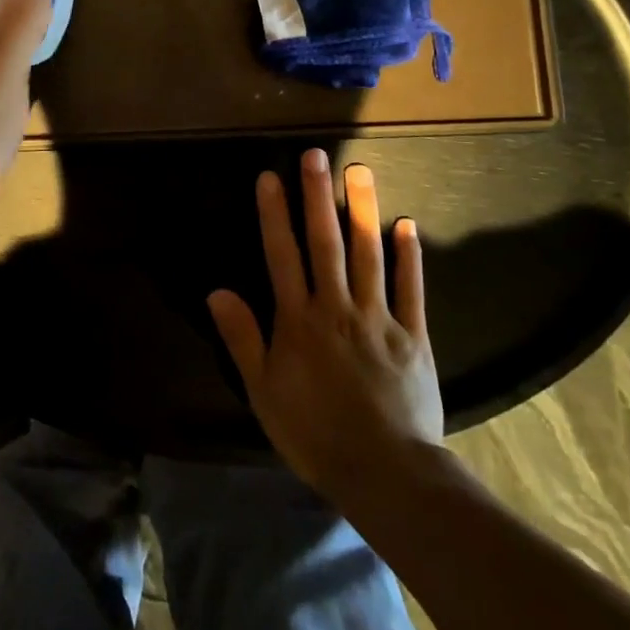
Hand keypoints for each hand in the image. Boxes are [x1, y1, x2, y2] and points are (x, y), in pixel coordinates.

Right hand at [208, 149, 445, 505]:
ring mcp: (378, 318)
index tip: (270, 176)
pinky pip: (411, 289)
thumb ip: (243, 338)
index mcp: (299, 321)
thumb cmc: (315, 434)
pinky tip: (407, 224)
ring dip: (363, 211)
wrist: (385, 474)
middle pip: (326, 243)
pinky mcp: (413, 336)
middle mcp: (336, 307)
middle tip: (317, 155)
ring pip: (368, 255)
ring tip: (361, 171)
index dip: (274, 214)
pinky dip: (409, 256)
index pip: (282, 255)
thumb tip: (217, 291)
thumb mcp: (264, 392)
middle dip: (318, 197)